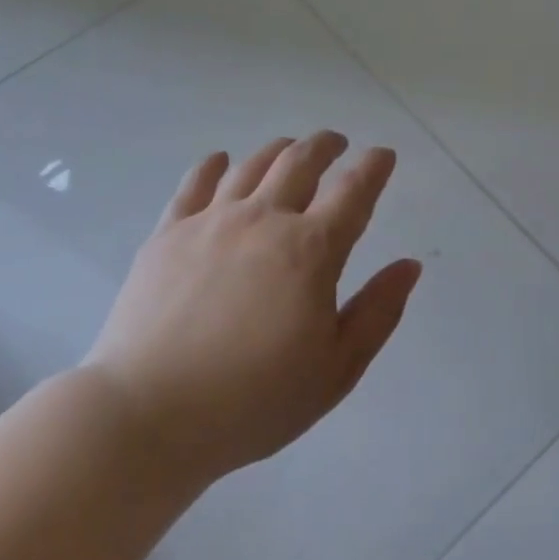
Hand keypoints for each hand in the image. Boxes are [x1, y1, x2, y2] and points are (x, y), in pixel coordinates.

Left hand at [82, 133, 421, 488]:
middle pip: (300, 162)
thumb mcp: (335, 369)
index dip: (373, 167)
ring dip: (278, 150)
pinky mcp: (167, 234)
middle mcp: (263, 220)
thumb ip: (377, 312)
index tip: (383, 155)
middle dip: (325, 146)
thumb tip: (409, 265)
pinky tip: (220, 161)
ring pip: (251, 165)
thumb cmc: (254, 401)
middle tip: (337, 144)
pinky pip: (195, 184)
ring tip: (289, 149)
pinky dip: (213, 165)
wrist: (149, 414)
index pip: (353, 191)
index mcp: (311, 250)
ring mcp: (210, 222)